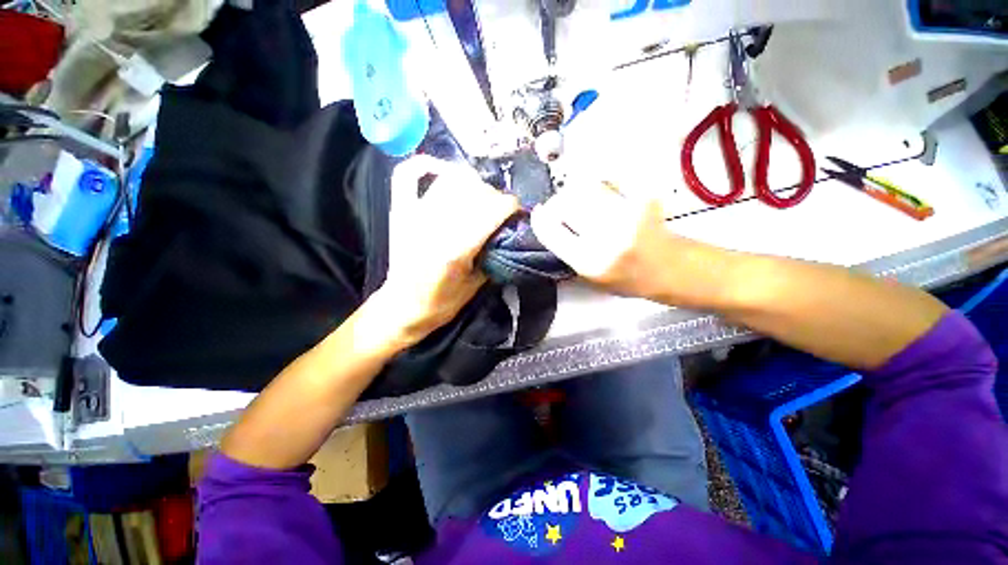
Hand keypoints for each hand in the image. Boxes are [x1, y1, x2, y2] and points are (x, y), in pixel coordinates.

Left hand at [368, 156, 519, 349]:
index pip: (491, 211)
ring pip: (449, 179)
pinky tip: (444, 171)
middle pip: (473, 191)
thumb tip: (507, 232)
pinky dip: (427, 164)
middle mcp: (434, 226)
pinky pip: (408, 175)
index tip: (518, 210)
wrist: (403, 307)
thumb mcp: (476, 285)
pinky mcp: (400, 211)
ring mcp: (413, 214)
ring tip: (479, 195)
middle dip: (494, 196)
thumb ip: (493, 255)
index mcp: (455, 250)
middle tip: (500, 208)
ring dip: (471, 182)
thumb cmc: (441, 303)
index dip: (510, 205)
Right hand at [531, 181, 687, 301]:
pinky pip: (608, 180)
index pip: (552, 232)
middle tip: (560, 207)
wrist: (668, 268)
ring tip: (582, 201)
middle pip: (566, 203)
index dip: (540, 219)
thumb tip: (546, 224)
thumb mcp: (589, 279)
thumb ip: (566, 254)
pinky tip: (603, 194)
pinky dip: (599, 184)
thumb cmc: (626, 278)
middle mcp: (606, 238)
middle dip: (557, 203)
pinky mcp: (642, 198)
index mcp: (589, 262)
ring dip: (576, 192)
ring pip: (584, 187)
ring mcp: (627, 215)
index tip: (538, 213)